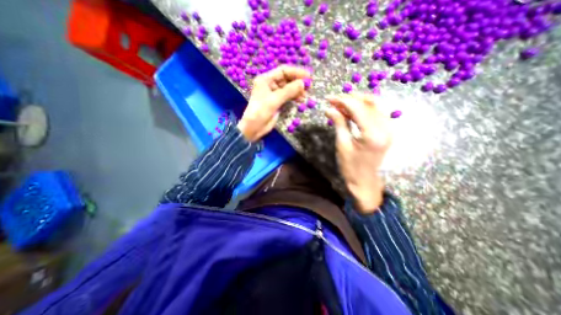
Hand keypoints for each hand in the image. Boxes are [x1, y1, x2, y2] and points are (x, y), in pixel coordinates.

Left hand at [236, 66, 311, 142]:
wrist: (254, 127)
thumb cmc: (261, 111)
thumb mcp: (274, 99)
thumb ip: (289, 91)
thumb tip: (303, 83)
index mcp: (266, 79)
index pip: (283, 71)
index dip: (296, 72)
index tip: (308, 76)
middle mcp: (270, 84)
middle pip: (286, 79)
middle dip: (297, 82)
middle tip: (308, 87)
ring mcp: (274, 94)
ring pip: (288, 88)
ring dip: (297, 90)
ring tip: (304, 95)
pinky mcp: (277, 102)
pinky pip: (287, 96)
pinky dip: (294, 97)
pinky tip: (300, 100)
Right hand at [327, 94, 391, 213]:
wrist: (364, 181)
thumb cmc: (351, 166)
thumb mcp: (342, 144)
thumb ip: (339, 123)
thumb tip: (329, 109)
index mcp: (373, 134)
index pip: (358, 108)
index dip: (343, 101)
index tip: (329, 98)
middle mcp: (385, 128)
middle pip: (369, 103)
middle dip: (350, 99)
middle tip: (334, 101)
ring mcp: (388, 129)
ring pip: (374, 106)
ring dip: (356, 103)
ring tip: (340, 105)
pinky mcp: (387, 131)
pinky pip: (375, 113)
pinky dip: (362, 110)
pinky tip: (350, 111)